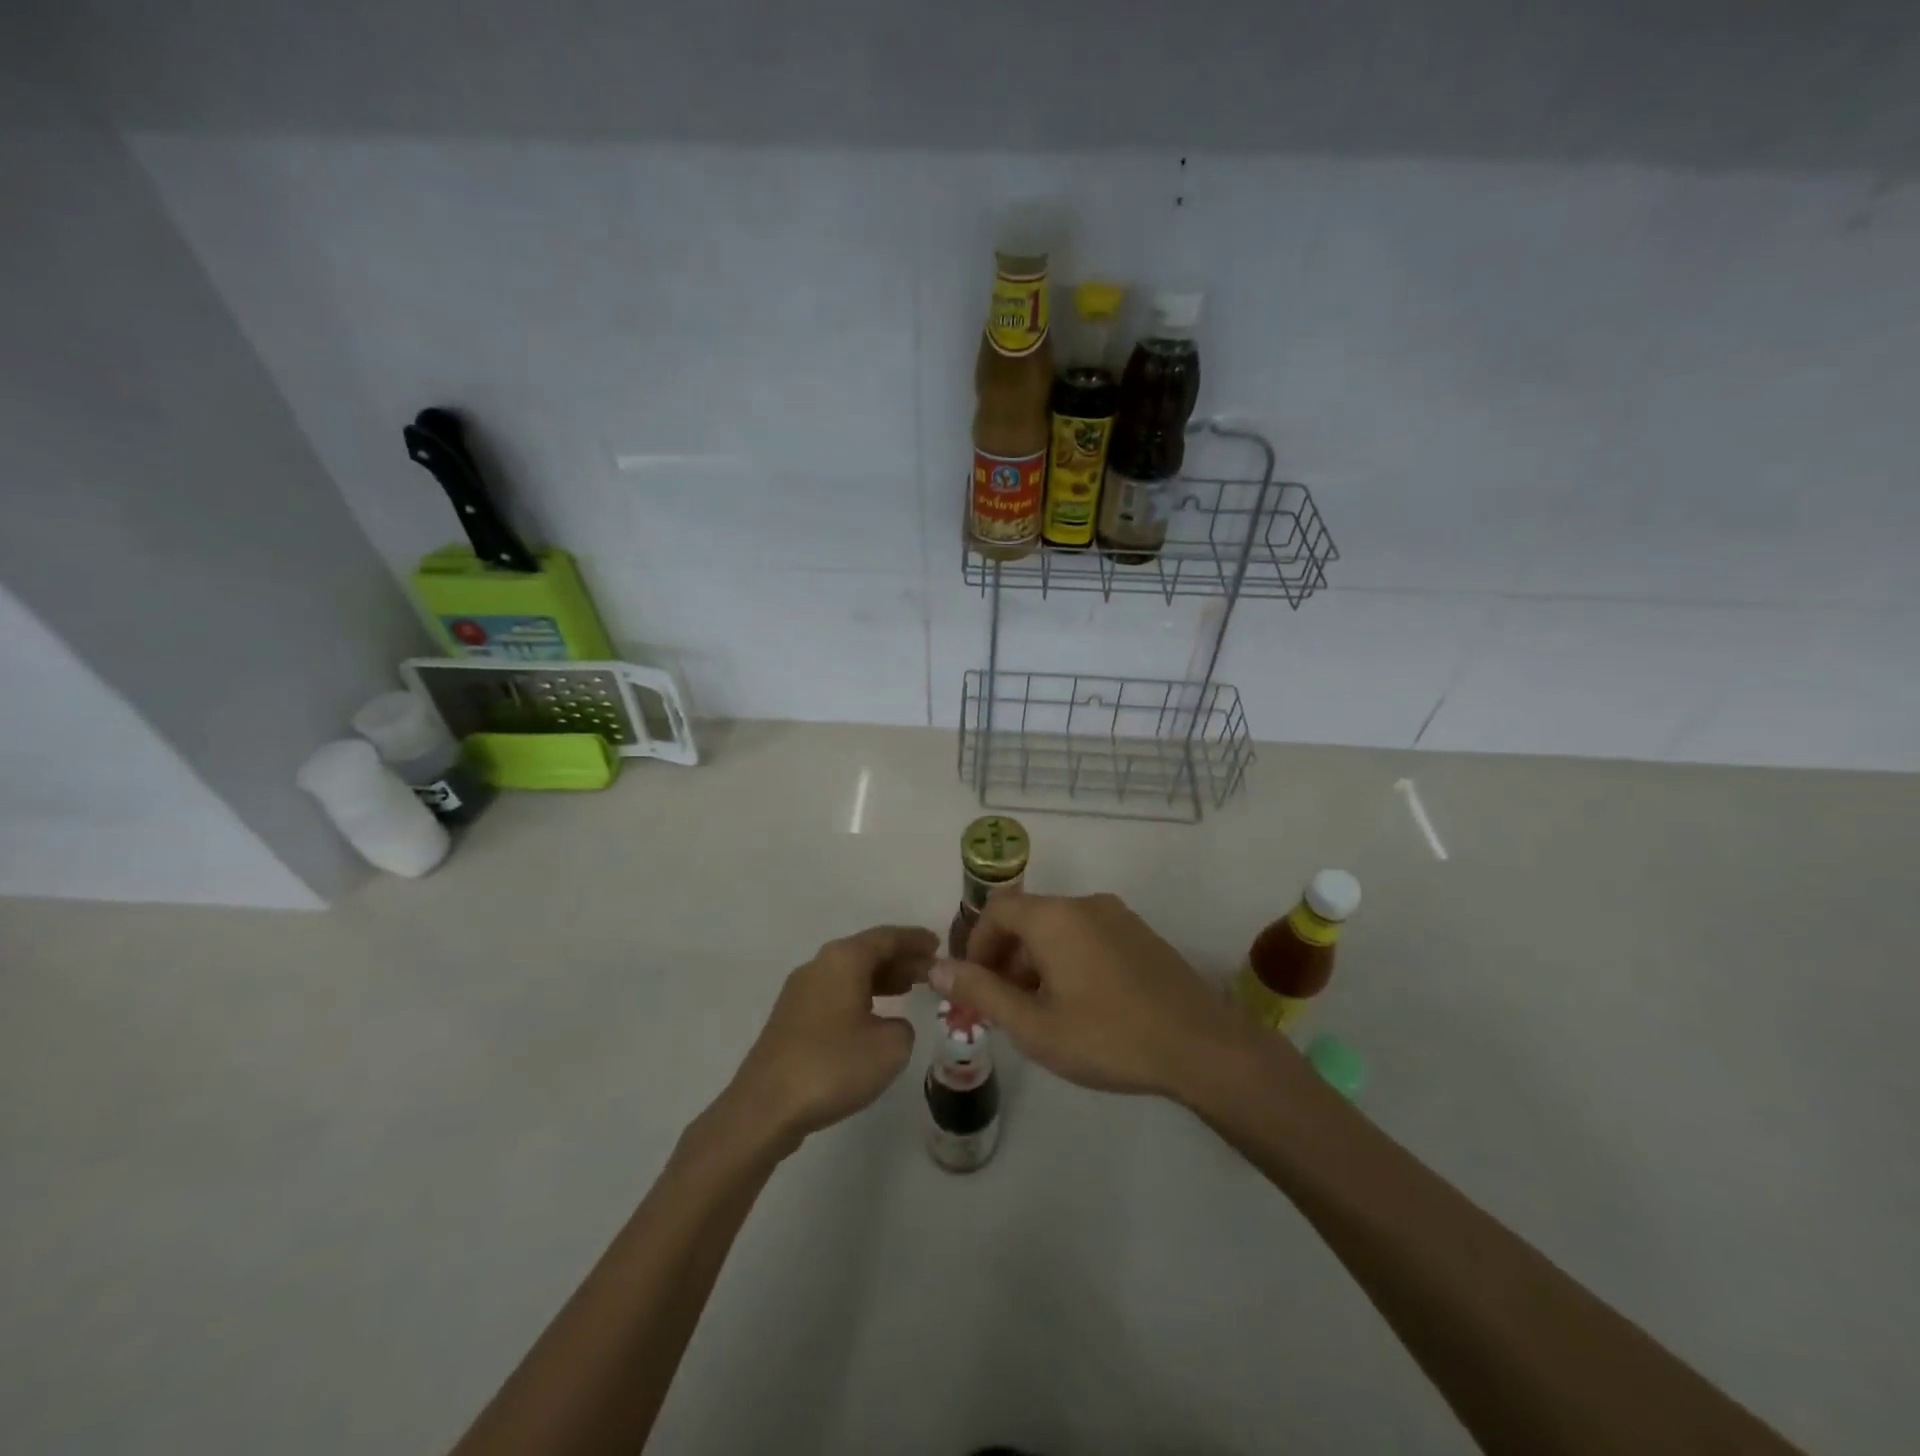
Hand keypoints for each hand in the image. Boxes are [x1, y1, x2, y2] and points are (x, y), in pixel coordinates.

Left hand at [720, 925, 937, 1154]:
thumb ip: (903, 1027)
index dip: (915, 939)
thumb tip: (889, 1025)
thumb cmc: (833, 1066)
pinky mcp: (791, 1018)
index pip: (887, 937)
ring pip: (850, 973)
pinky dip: (861, 995)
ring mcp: (800, 991)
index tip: (938, 944)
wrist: (765, 1107)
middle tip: (931, 971)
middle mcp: (820, 965)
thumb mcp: (890, 1047)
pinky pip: (836, 992)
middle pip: (867, 952)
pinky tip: (874, 1016)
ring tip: (909, 989)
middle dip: (900, 959)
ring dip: (881, 978)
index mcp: (844, 959)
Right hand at [931, 892, 1256, 1101]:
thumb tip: (936, 967)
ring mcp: (1118, 916)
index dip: (976, 945)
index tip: (975, 988)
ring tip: (1041, 1013)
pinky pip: (1088, 936)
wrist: (1203, 1048)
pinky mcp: (1141, 935)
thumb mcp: (1034, 1025)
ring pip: (1059, 929)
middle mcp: (1085, 904)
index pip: (997, 910)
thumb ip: (981, 992)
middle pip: (1028, 918)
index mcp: (1054, 917)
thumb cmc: (1108, 1037)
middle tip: (1003, 1008)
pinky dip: (1068, 960)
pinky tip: (1081, 1006)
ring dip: (1037, 962)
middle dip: (1005, 958)